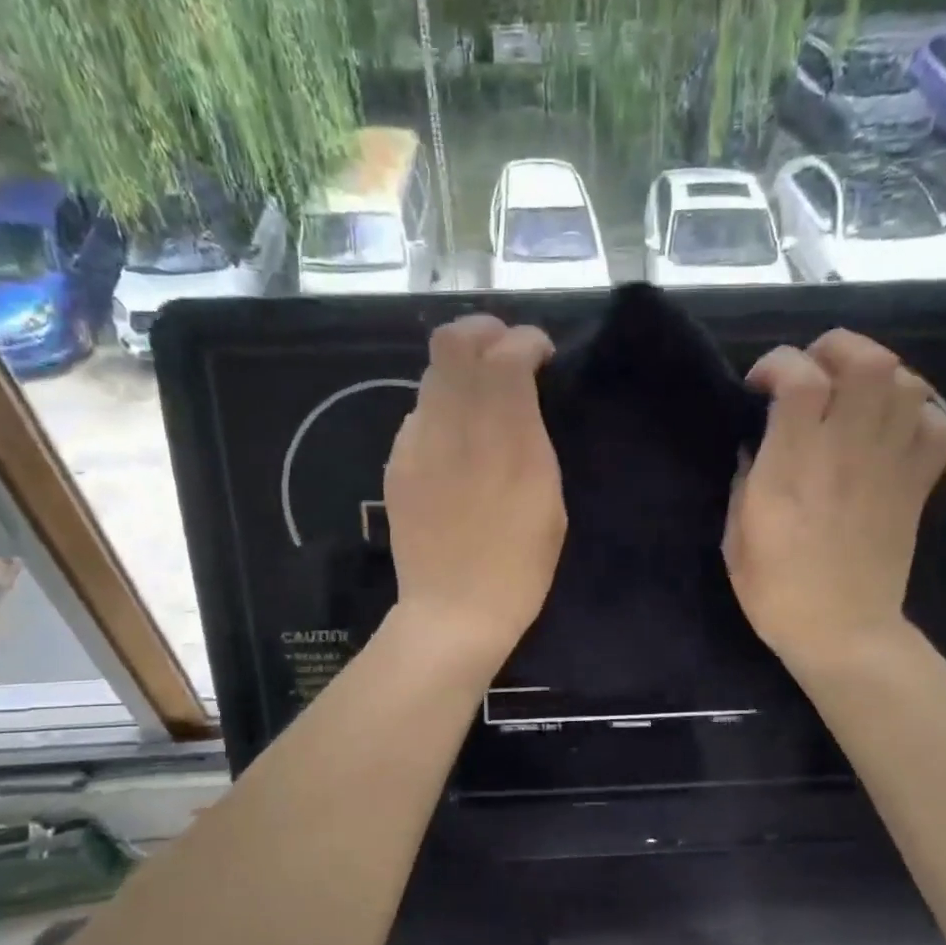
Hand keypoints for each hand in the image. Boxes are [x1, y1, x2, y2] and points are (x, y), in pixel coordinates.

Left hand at [384, 315, 564, 664]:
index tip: (540, 354)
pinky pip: (417, 416)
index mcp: (505, 437)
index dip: (526, 340)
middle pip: (453, 342)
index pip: (506, 353)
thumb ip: (532, 440)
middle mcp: (455, 426)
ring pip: (431, 375)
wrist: (453, 611)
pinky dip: (440, 413)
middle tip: (503, 352)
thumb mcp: (549, 501)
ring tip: (480, 400)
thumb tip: (517, 406)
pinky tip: (454, 445)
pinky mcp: (396, 464)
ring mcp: (417, 443)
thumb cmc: (518, 568)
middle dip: (483, 332)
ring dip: (460, 373)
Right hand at [726, 330, 945, 671]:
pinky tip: (896, 426)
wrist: (843, 632)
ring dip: (880, 375)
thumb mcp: (736, 537)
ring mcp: (890, 465)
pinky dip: (923, 413)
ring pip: (907, 382)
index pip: (798, 377)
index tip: (760, 386)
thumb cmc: (777, 591)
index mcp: (793, 464)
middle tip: (816, 372)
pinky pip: (939, 426)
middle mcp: (846, 450)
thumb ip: (745, 480)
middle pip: (865, 361)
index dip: (777, 364)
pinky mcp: (917, 486)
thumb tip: (757, 446)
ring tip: (856, 395)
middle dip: (837, 349)